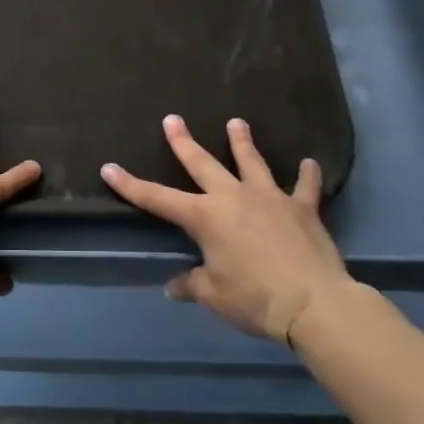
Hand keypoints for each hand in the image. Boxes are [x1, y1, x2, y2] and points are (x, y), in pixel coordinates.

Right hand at [101, 115, 353, 344]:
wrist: (314, 303)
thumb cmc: (255, 299)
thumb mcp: (214, 296)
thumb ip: (192, 285)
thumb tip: (172, 287)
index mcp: (205, 217)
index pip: (157, 198)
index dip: (130, 184)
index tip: (109, 168)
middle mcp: (233, 197)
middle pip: (202, 164)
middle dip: (184, 142)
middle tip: (172, 119)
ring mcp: (270, 198)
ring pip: (252, 162)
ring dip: (242, 142)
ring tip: (237, 122)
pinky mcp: (302, 209)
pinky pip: (305, 187)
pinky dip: (307, 175)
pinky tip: (309, 163)